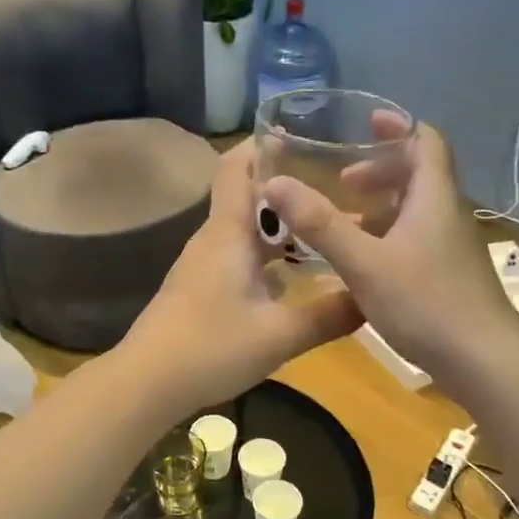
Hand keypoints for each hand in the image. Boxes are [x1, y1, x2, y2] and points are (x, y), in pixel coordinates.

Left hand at [125, 141, 363, 411]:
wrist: (147, 383)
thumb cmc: (211, 348)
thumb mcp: (279, 335)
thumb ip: (328, 315)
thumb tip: (372, 297)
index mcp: (228, 233)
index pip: (237, 167)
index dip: (264, 144)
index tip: (302, 135)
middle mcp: (212, 239)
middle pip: (246, 196)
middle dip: (287, 189)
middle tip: (334, 190)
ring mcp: (202, 265)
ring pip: (244, 231)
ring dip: (279, 227)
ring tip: (322, 231)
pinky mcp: (198, 289)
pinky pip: (237, 257)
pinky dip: (265, 256)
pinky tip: (292, 280)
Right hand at [261, 121, 518, 389]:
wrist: (484, 361)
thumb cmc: (425, 303)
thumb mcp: (364, 262)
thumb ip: (320, 224)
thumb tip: (275, 184)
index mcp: (433, 199)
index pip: (426, 142)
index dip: (398, 128)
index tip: (366, 124)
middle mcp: (447, 216)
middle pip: (419, 177)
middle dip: (379, 172)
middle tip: (342, 183)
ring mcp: (452, 249)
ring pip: (415, 213)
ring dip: (380, 210)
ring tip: (342, 226)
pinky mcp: (450, 277)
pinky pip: (416, 242)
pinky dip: (388, 240)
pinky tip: (363, 267)